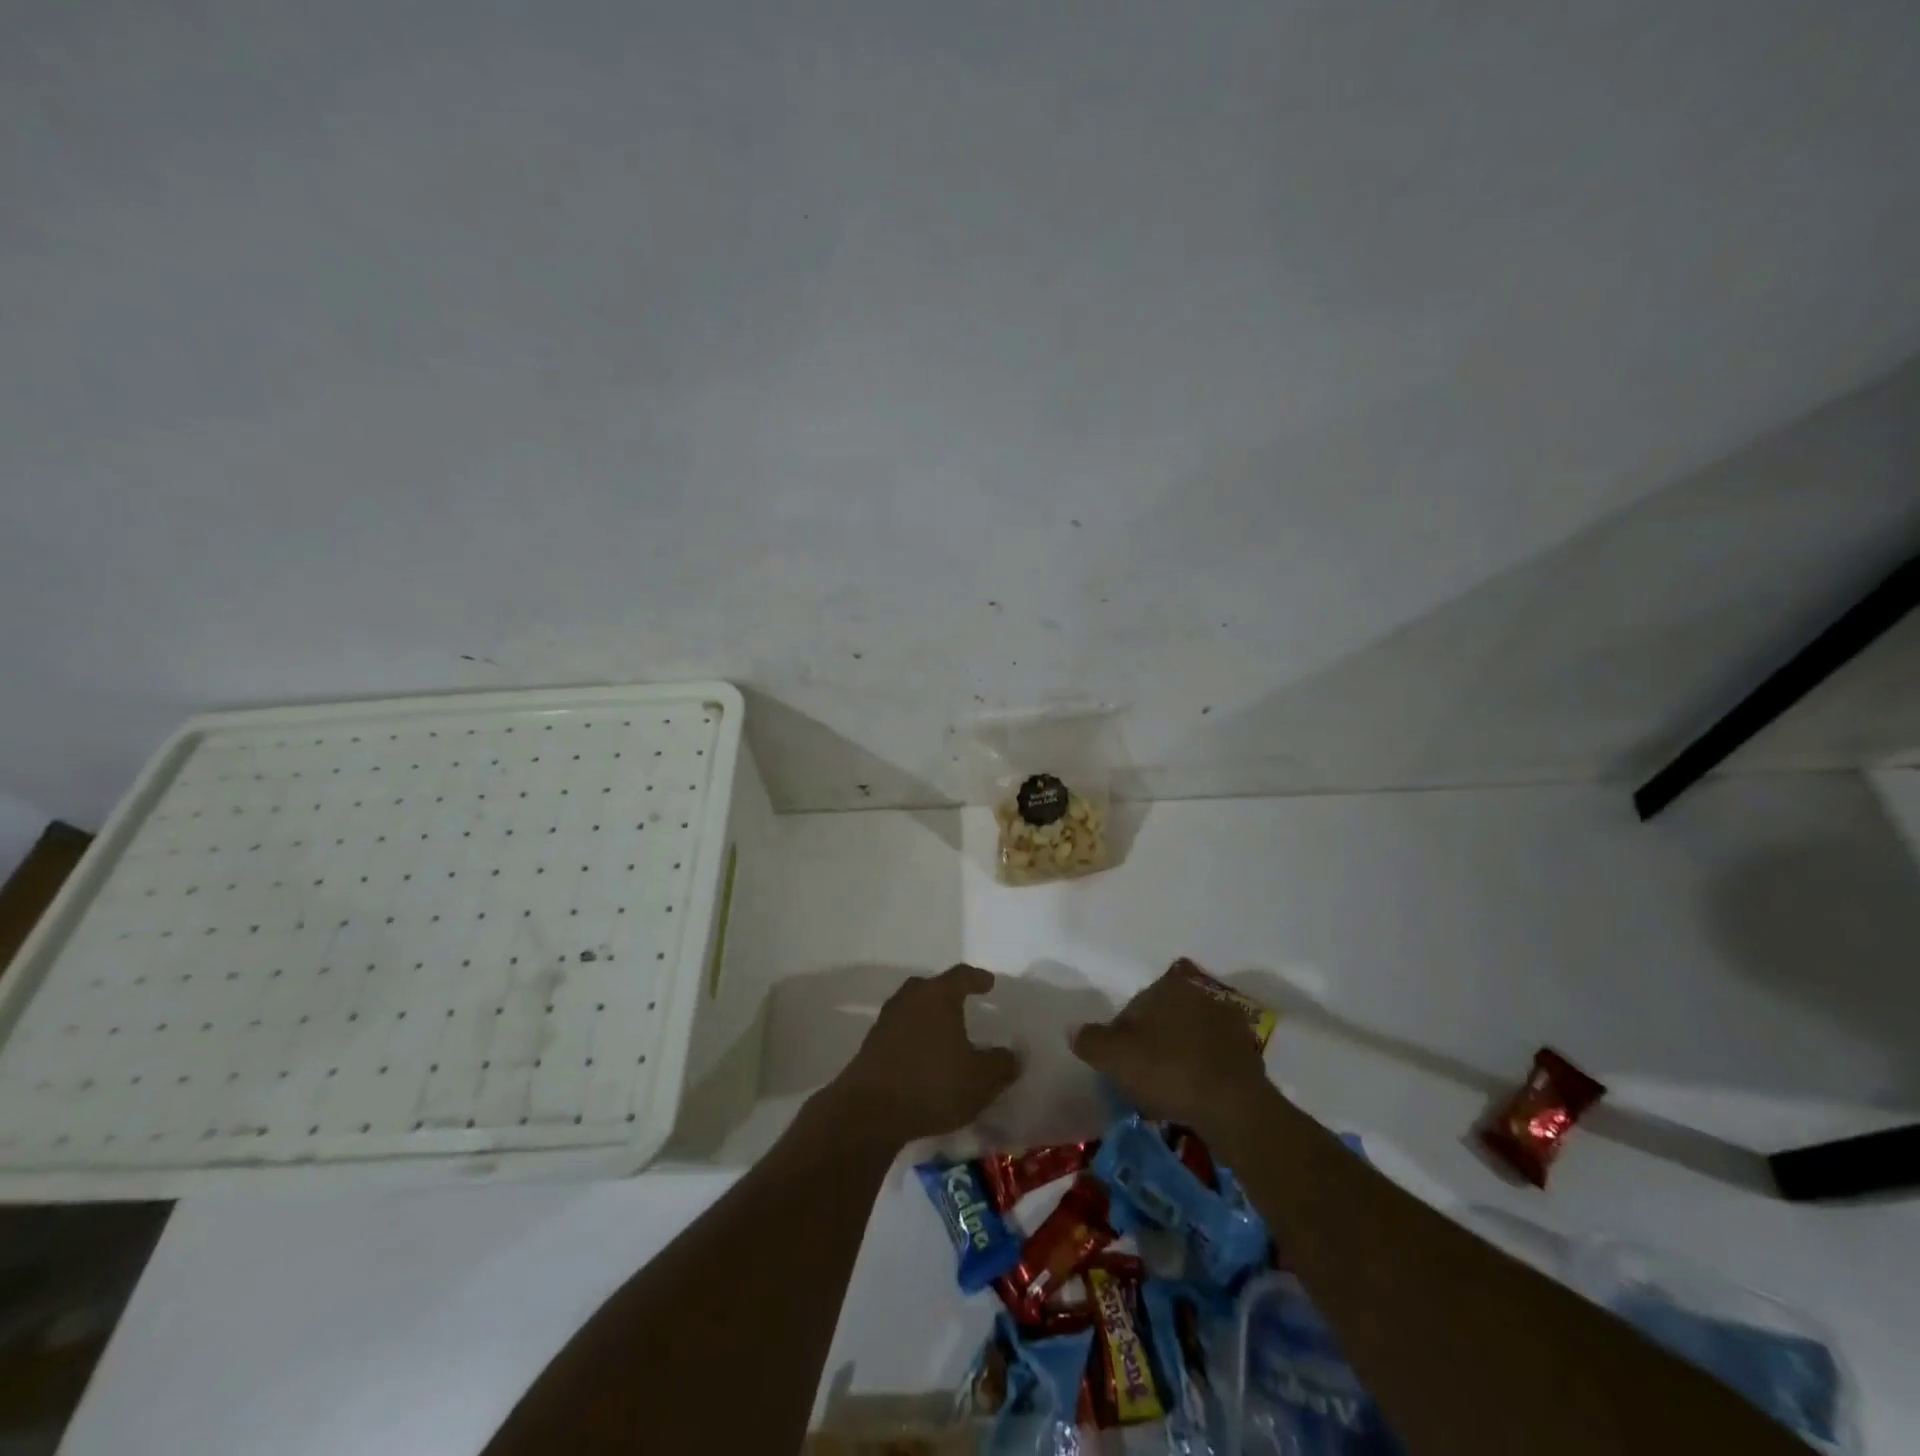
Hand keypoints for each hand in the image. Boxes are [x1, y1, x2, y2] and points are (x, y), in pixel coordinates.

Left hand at [827, 965, 1021, 1145]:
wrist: (869, 1111)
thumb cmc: (932, 1084)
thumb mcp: (980, 1079)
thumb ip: (1001, 1064)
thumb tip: (1013, 1054)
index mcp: (937, 995)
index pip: (961, 975)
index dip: (977, 978)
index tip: (989, 982)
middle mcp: (910, 999)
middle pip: (930, 987)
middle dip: (947, 994)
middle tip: (963, 1004)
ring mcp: (886, 1021)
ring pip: (912, 1009)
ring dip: (927, 1017)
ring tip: (944, 1033)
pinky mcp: (871, 1046)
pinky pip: (899, 1032)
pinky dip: (913, 1038)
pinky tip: (923, 1057)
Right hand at [1071, 965, 1270, 1136]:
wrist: (1234, 1106)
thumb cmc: (1168, 1070)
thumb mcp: (1115, 1056)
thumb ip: (1089, 1040)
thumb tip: (1072, 1030)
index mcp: (1168, 984)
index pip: (1133, 1008)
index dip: (1121, 1037)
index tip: (1121, 1065)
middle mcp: (1199, 993)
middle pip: (1161, 1020)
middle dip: (1151, 1043)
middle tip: (1142, 1078)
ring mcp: (1227, 1021)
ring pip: (1187, 1037)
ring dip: (1177, 1056)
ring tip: (1168, 1092)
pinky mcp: (1247, 1051)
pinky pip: (1211, 1058)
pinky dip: (1201, 1071)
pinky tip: (1193, 1095)